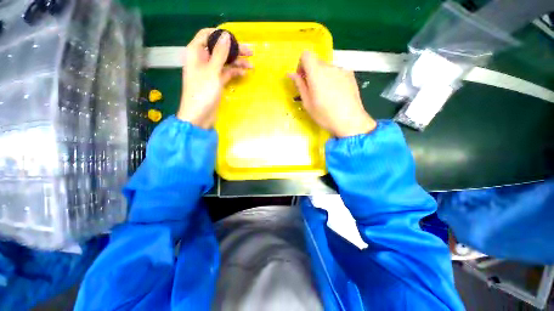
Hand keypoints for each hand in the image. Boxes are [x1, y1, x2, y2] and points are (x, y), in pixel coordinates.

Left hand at [177, 28, 252, 128]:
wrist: (199, 115)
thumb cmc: (202, 92)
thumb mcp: (212, 71)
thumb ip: (219, 53)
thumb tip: (226, 35)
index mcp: (196, 52)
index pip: (207, 35)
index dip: (220, 35)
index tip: (235, 39)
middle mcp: (202, 59)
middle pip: (219, 49)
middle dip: (234, 50)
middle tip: (250, 52)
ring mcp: (210, 71)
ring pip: (224, 62)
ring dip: (237, 62)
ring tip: (251, 65)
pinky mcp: (216, 82)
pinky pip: (226, 73)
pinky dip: (234, 72)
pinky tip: (244, 73)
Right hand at [288, 51, 375, 137]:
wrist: (350, 121)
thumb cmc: (325, 115)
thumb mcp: (308, 103)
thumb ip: (299, 86)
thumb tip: (291, 74)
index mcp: (317, 73)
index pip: (306, 55)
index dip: (301, 65)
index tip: (302, 79)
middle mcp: (330, 67)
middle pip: (316, 62)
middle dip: (311, 73)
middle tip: (312, 91)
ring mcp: (342, 70)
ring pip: (327, 68)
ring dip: (322, 77)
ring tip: (325, 95)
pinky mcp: (350, 75)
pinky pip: (336, 72)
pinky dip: (332, 79)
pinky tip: (335, 94)